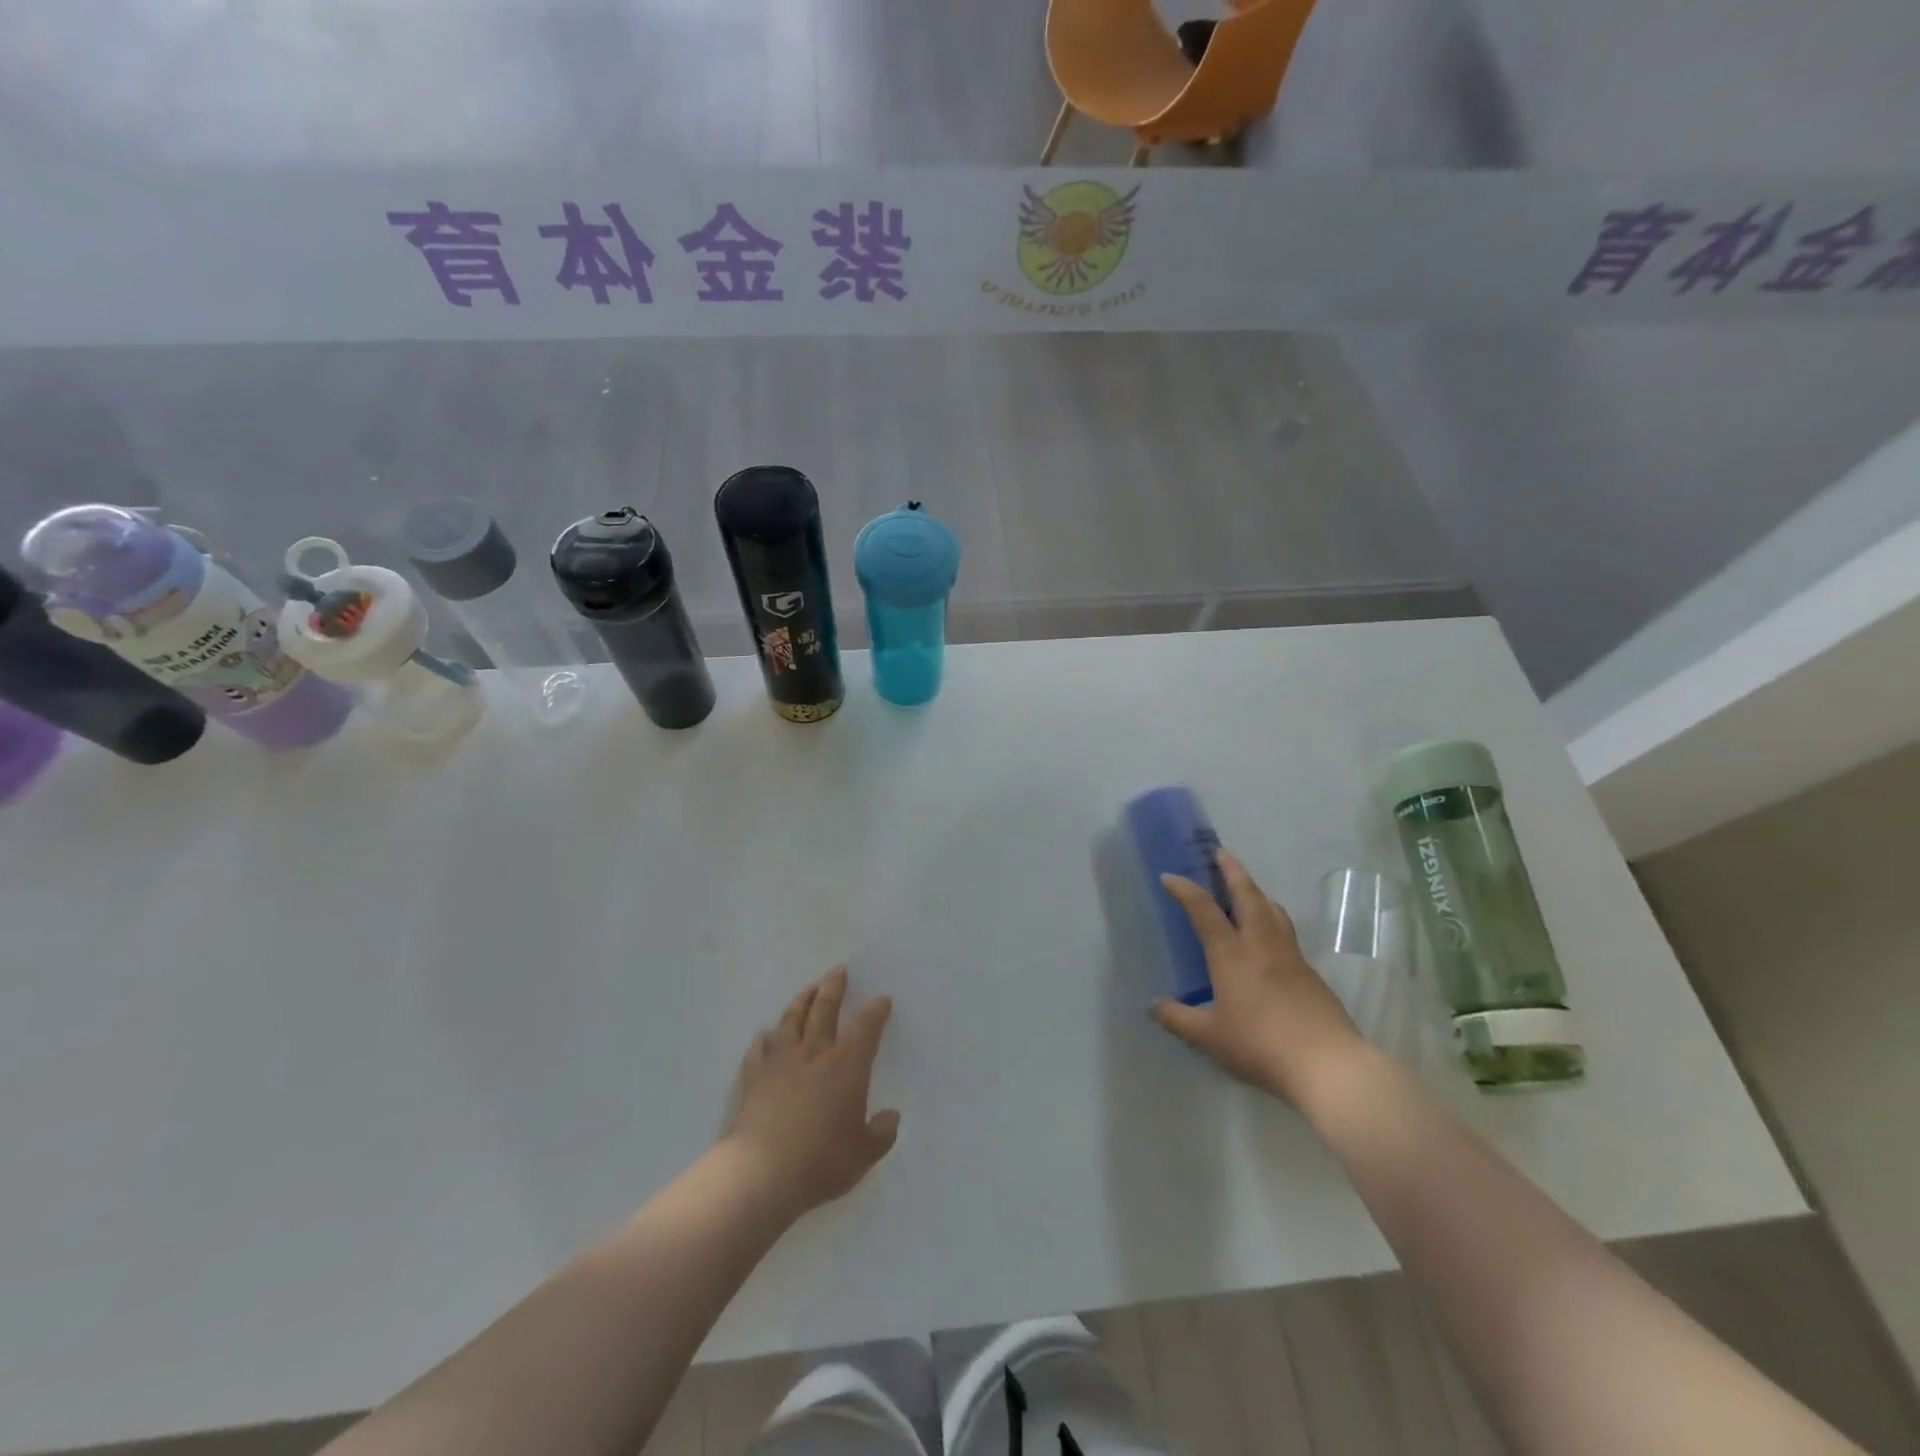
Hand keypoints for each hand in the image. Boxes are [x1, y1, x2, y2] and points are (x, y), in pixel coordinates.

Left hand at [723, 967, 899, 1219]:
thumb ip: (881, 1134)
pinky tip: (764, 1034)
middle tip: (838, 970)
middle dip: (834, 987)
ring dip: (802, 1001)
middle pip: (825, 1009)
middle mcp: (815, 1053)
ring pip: (791, 1020)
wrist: (761, 1173)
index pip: (866, 1028)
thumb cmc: (820, 1162)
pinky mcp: (754, 1077)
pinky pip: (759, 1049)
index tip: (882, 1000)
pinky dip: (764, 1039)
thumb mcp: (863, 1155)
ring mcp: (781, 1062)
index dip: (876, 1012)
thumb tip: (891, 1117)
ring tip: (808, 989)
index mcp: (847, 1065)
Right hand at [1152, 849, 1366, 1104]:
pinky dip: (1272, 919)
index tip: (1169, 876)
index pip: (1203, 909)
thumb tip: (1154, 1006)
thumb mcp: (1209, 1037)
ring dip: (1256, 891)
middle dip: (1233, 871)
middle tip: (1221, 854)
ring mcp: (1290, 956)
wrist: (1327, 1064)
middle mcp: (1261, 944)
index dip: (1184, 889)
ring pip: (1273, 910)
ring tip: (1246, 888)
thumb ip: (1178, 1018)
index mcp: (1231, 954)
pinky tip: (1268, 937)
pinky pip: (1285, 932)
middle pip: (1248, 895)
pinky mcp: (1310, 973)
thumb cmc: (1260, 1045)